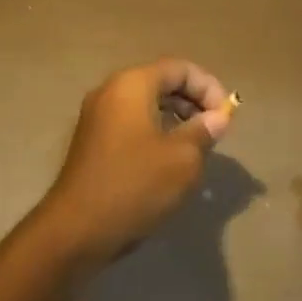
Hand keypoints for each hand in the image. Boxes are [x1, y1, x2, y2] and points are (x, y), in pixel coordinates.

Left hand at [42, 59, 234, 264]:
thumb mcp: (182, 159)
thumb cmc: (134, 185)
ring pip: (147, 104)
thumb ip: (204, 131)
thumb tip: (218, 117)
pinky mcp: (93, 142)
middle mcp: (111, 91)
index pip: (179, 69)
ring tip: (197, 146)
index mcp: (132, 84)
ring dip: (177, 118)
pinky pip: (132, 123)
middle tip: (215, 130)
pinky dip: (156, 131)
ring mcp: (98, 117)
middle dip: (193, 101)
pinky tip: (170, 160)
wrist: (75, 231)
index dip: (208, 87)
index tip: (225, 116)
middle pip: (161, 82)